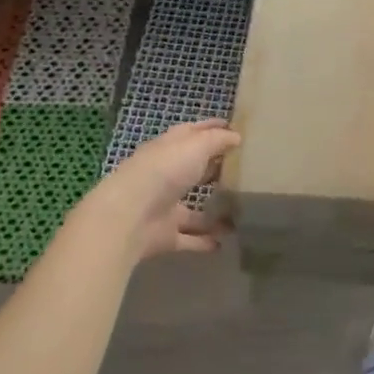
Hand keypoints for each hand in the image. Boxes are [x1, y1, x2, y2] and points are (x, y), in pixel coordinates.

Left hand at [92, 119, 240, 261]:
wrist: (130, 216)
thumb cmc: (165, 171)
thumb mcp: (196, 146)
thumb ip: (218, 140)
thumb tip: (236, 136)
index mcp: (170, 149)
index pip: (192, 133)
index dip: (212, 129)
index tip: (235, 130)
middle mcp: (166, 175)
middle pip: (193, 170)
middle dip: (215, 171)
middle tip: (244, 173)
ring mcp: (165, 206)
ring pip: (194, 209)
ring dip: (214, 212)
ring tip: (241, 213)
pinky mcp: (165, 235)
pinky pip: (189, 238)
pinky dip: (205, 241)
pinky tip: (225, 243)